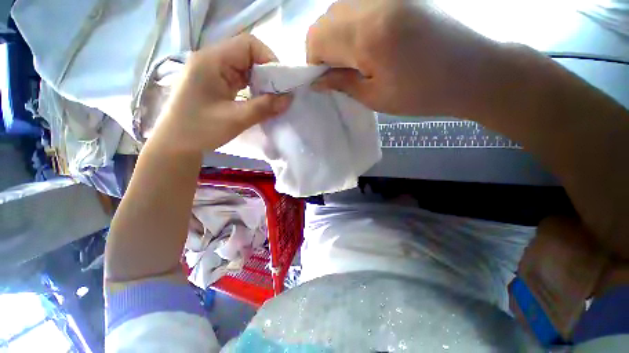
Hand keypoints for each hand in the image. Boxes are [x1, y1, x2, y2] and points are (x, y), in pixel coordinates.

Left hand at [150, 34, 292, 152]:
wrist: (175, 145)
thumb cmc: (200, 130)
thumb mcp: (236, 119)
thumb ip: (265, 107)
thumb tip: (289, 99)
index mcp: (211, 61)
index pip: (247, 44)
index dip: (269, 59)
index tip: (281, 83)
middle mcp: (210, 60)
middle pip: (246, 55)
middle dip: (267, 73)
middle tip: (279, 94)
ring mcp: (211, 72)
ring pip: (244, 68)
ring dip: (260, 82)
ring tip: (270, 99)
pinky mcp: (213, 84)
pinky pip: (238, 79)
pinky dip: (252, 88)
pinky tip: (258, 101)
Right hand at [307, 0, 501, 117]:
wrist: (472, 72)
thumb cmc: (421, 94)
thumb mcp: (375, 97)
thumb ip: (342, 83)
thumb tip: (317, 80)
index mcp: (368, 33)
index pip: (316, 38)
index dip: (314, 61)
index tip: (325, 79)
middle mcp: (373, 2)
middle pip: (325, 20)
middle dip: (324, 48)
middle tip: (341, 71)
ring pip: (340, 10)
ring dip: (338, 36)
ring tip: (357, 59)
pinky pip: (359, 6)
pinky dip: (353, 26)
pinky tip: (370, 43)